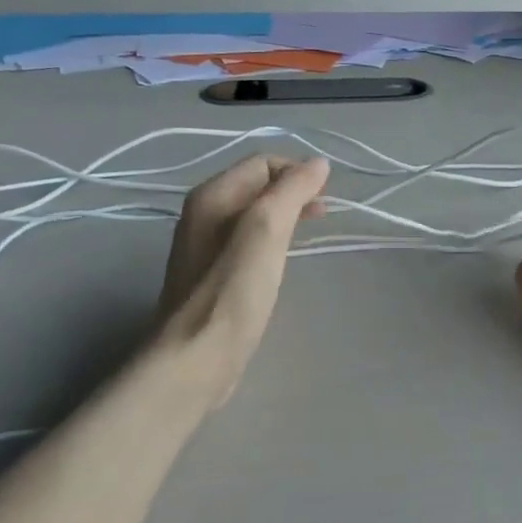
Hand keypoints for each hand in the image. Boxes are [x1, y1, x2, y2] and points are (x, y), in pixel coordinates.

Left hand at [152, 154, 329, 399]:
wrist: (196, 359)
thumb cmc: (233, 292)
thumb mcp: (266, 231)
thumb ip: (291, 191)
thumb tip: (318, 163)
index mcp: (212, 196)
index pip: (263, 162)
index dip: (298, 172)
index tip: (325, 197)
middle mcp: (204, 214)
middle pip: (258, 186)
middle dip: (295, 192)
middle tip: (324, 213)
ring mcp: (206, 246)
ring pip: (255, 214)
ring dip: (287, 215)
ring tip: (312, 231)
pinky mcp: (214, 275)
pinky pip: (249, 241)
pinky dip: (274, 239)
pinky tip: (285, 258)